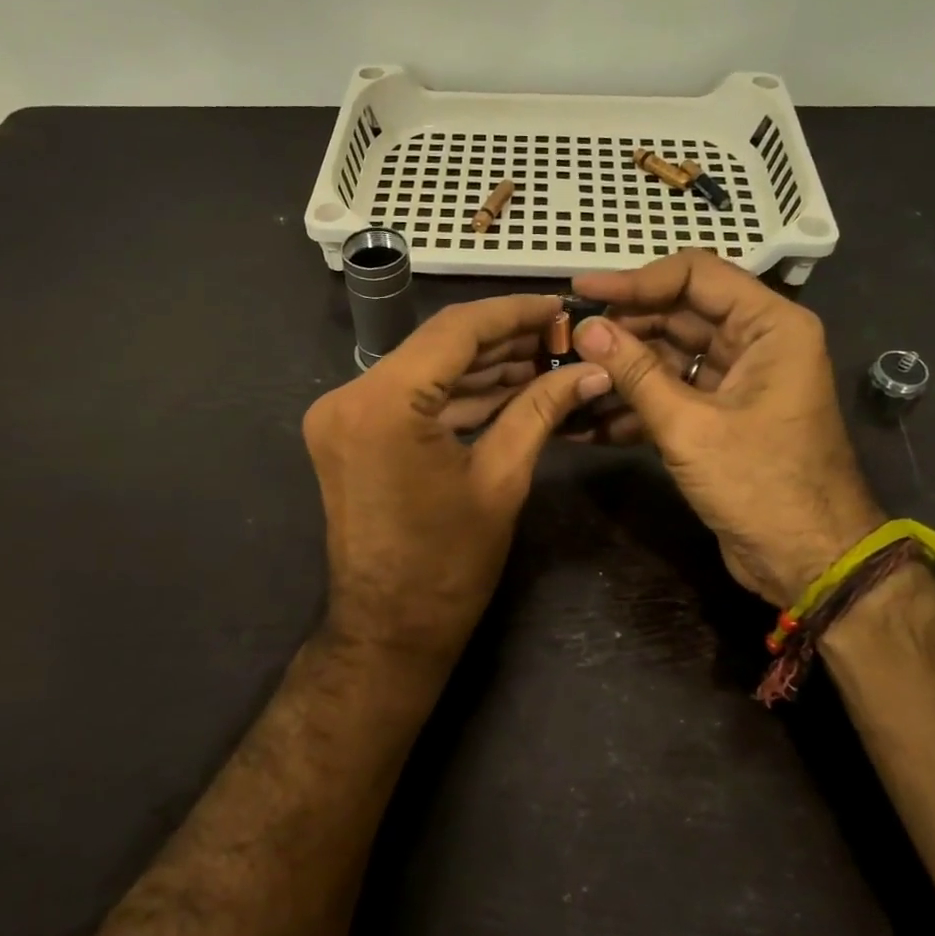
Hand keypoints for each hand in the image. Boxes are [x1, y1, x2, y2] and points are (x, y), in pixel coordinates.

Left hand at [303, 295, 612, 662]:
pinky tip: (508, 386)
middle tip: (561, 337)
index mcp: (383, 404)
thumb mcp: (502, 480)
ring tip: (545, 359)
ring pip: (426, 371)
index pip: (455, 330)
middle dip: (502, 340)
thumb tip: (592, 371)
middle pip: (438, 347)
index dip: (513, 313)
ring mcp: (342, 415)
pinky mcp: (349, 433)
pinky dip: (457, 395)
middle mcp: (350, 396)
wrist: (389, 629)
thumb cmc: (448, 566)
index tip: (559, 306)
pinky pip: (411, 400)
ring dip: (482, 367)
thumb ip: (541, 410)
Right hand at [570, 252, 882, 606]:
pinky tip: (588, 421)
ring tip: (568, 375)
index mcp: (770, 327)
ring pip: (670, 356)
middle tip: (568, 339)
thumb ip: (635, 373)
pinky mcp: (720, 416)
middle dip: (624, 328)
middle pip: (679, 314)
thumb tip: (586, 329)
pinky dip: (636, 405)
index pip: (696, 275)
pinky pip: (672, 394)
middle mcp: (756, 343)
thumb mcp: (690, 427)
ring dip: (622, 369)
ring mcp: (737, 381)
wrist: (808, 563)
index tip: (583, 289)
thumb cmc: (761, 486)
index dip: (636, 279)